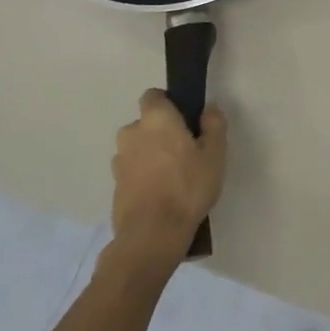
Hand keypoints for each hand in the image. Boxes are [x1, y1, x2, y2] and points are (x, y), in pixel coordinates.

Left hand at [109, 89, 226, 272]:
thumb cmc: (187, 187)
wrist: (152, 235)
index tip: (185, 119)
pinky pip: (132, 170)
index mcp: (155, 119)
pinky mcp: (115, 186)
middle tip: (184, 150)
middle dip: (161, 132)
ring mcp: (119, 161)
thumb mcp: (215, 154)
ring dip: (150, 154)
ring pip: (138, 148)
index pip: (153, 95)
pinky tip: (160, 193)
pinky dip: (143, 175)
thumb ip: (214, 124)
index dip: (169, 103)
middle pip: (146, 123)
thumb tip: (208, 108)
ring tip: (172, 175)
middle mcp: (132, 133)